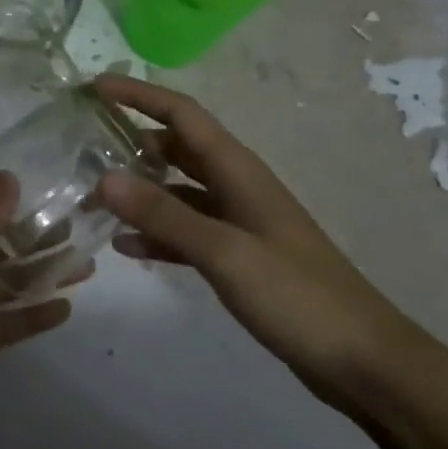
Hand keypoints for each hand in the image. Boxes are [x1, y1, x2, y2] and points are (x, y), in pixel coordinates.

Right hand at [94, 74, 435, 413]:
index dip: (140, 96)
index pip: (183, 115)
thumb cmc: (297, 297)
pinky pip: (186, 232)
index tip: (96, 87)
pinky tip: (125, 247)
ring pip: (178, 191)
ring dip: (140, 191)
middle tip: (84, 148)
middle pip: (178, 148)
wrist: (363, 361)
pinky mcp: (238, 257)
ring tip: (93, 199)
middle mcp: (236, 187)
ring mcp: (238, 223)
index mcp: (239, 171)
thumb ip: (164, 216)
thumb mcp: (225, 253)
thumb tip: (103, 177)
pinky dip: (157, 234)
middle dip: (133, 142)